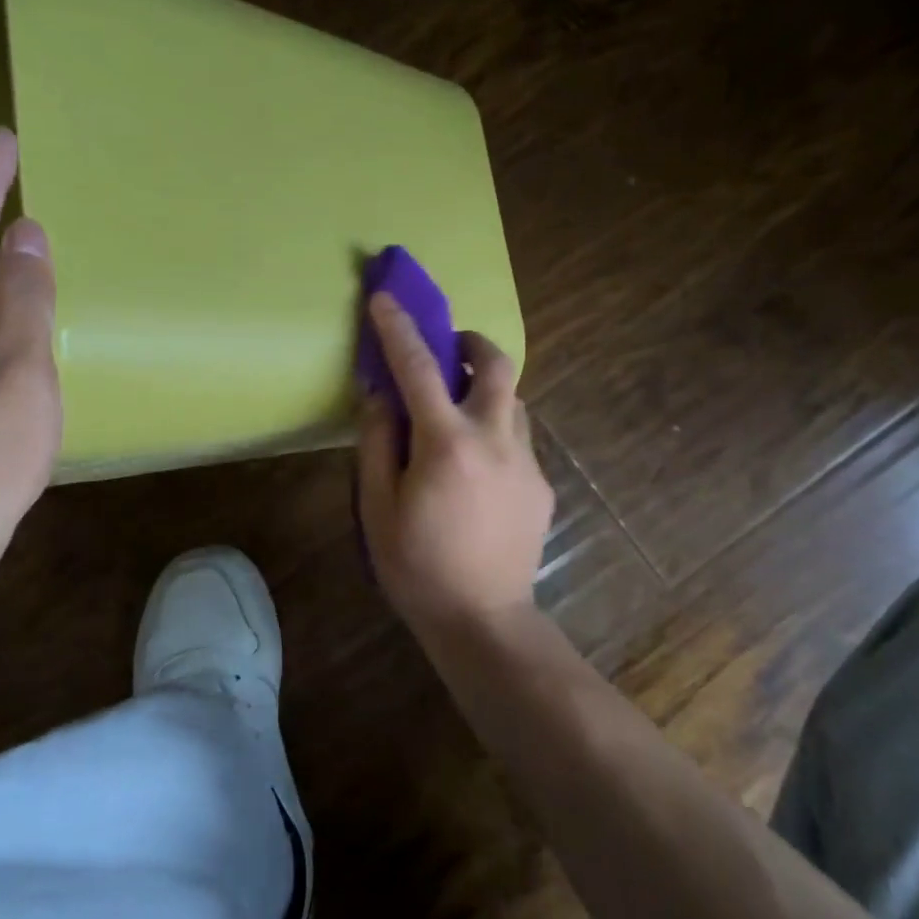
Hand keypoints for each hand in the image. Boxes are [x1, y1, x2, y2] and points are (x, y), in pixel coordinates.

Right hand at [356, 293, 553, 634]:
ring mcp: (527, 461)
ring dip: (485, 392)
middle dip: (472, 342)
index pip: (418, 368)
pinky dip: (494, 433)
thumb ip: (377, 443)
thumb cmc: (417, 567)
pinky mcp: (542, 485)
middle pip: (497, 364)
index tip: (385, 298)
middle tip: (449, 351)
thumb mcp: (377, 507)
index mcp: (447, 443)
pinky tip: (476, 471)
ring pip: (513, 401)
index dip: (398, 328)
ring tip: (458, 417)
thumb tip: (380, 395)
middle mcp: (495, 439)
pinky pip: (518, 439)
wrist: (484, 621)